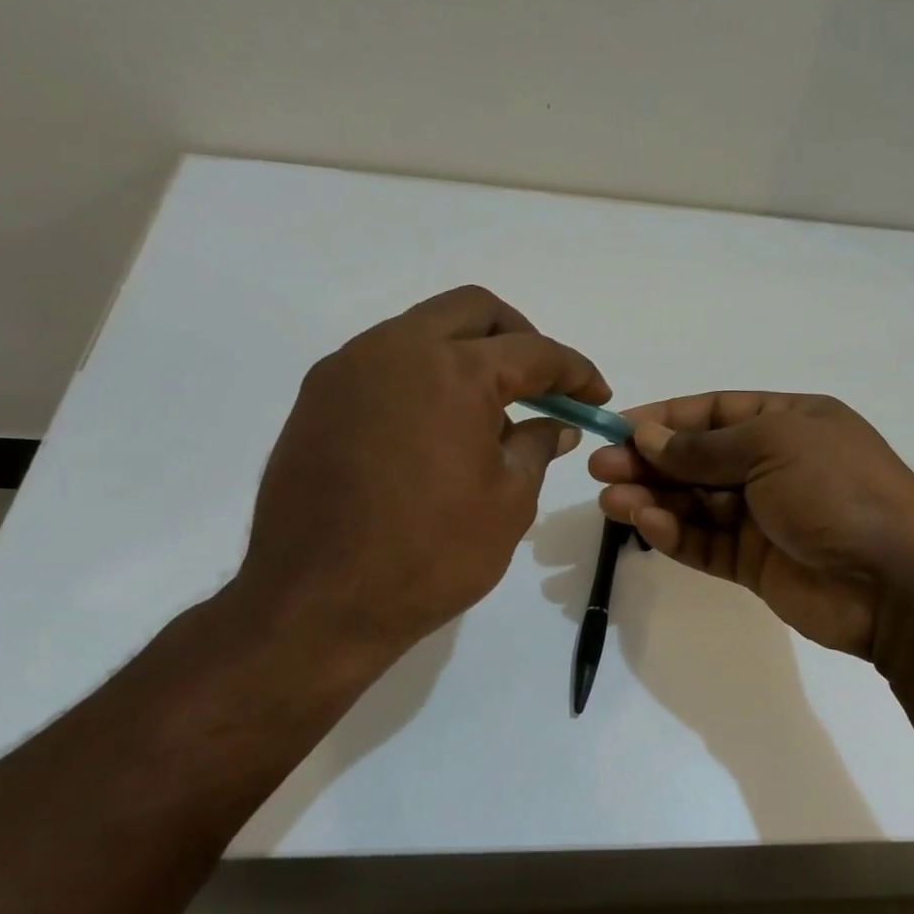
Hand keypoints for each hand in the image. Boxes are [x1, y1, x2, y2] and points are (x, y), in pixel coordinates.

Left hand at [226, 286, 608, 691]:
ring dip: (468, 353)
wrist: (317, 603)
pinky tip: (436, 426)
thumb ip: (537, 446)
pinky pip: (385, 362)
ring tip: (489, 411)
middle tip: (543, 385)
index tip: (597, 396)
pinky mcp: (317, 397)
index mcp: (453, 371)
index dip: (575, 371)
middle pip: (474, 310)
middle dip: (520, 338)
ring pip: (423, 329)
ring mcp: (348, 369)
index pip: (533, 351)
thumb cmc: (430, 555)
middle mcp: (396, 349)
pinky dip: (424, 375)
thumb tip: (556, 424)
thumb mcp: (509, 502)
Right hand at [589, 392, 913, 659]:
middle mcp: (775, 465)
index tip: (619, 428)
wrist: (896, 582)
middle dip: (650, 462)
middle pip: (699, 459)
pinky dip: (675, 533)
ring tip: (610, 499)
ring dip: (653, 498)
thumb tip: (649, 438)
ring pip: (696, 503)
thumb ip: (705, 448)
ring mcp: (765, 516)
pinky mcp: (756, 563)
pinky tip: (645, 523)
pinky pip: (706, 542)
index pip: (716, 412)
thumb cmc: (839, 491)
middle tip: (600, 468)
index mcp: (790, 423)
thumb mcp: (773, 447)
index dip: (666, 419)